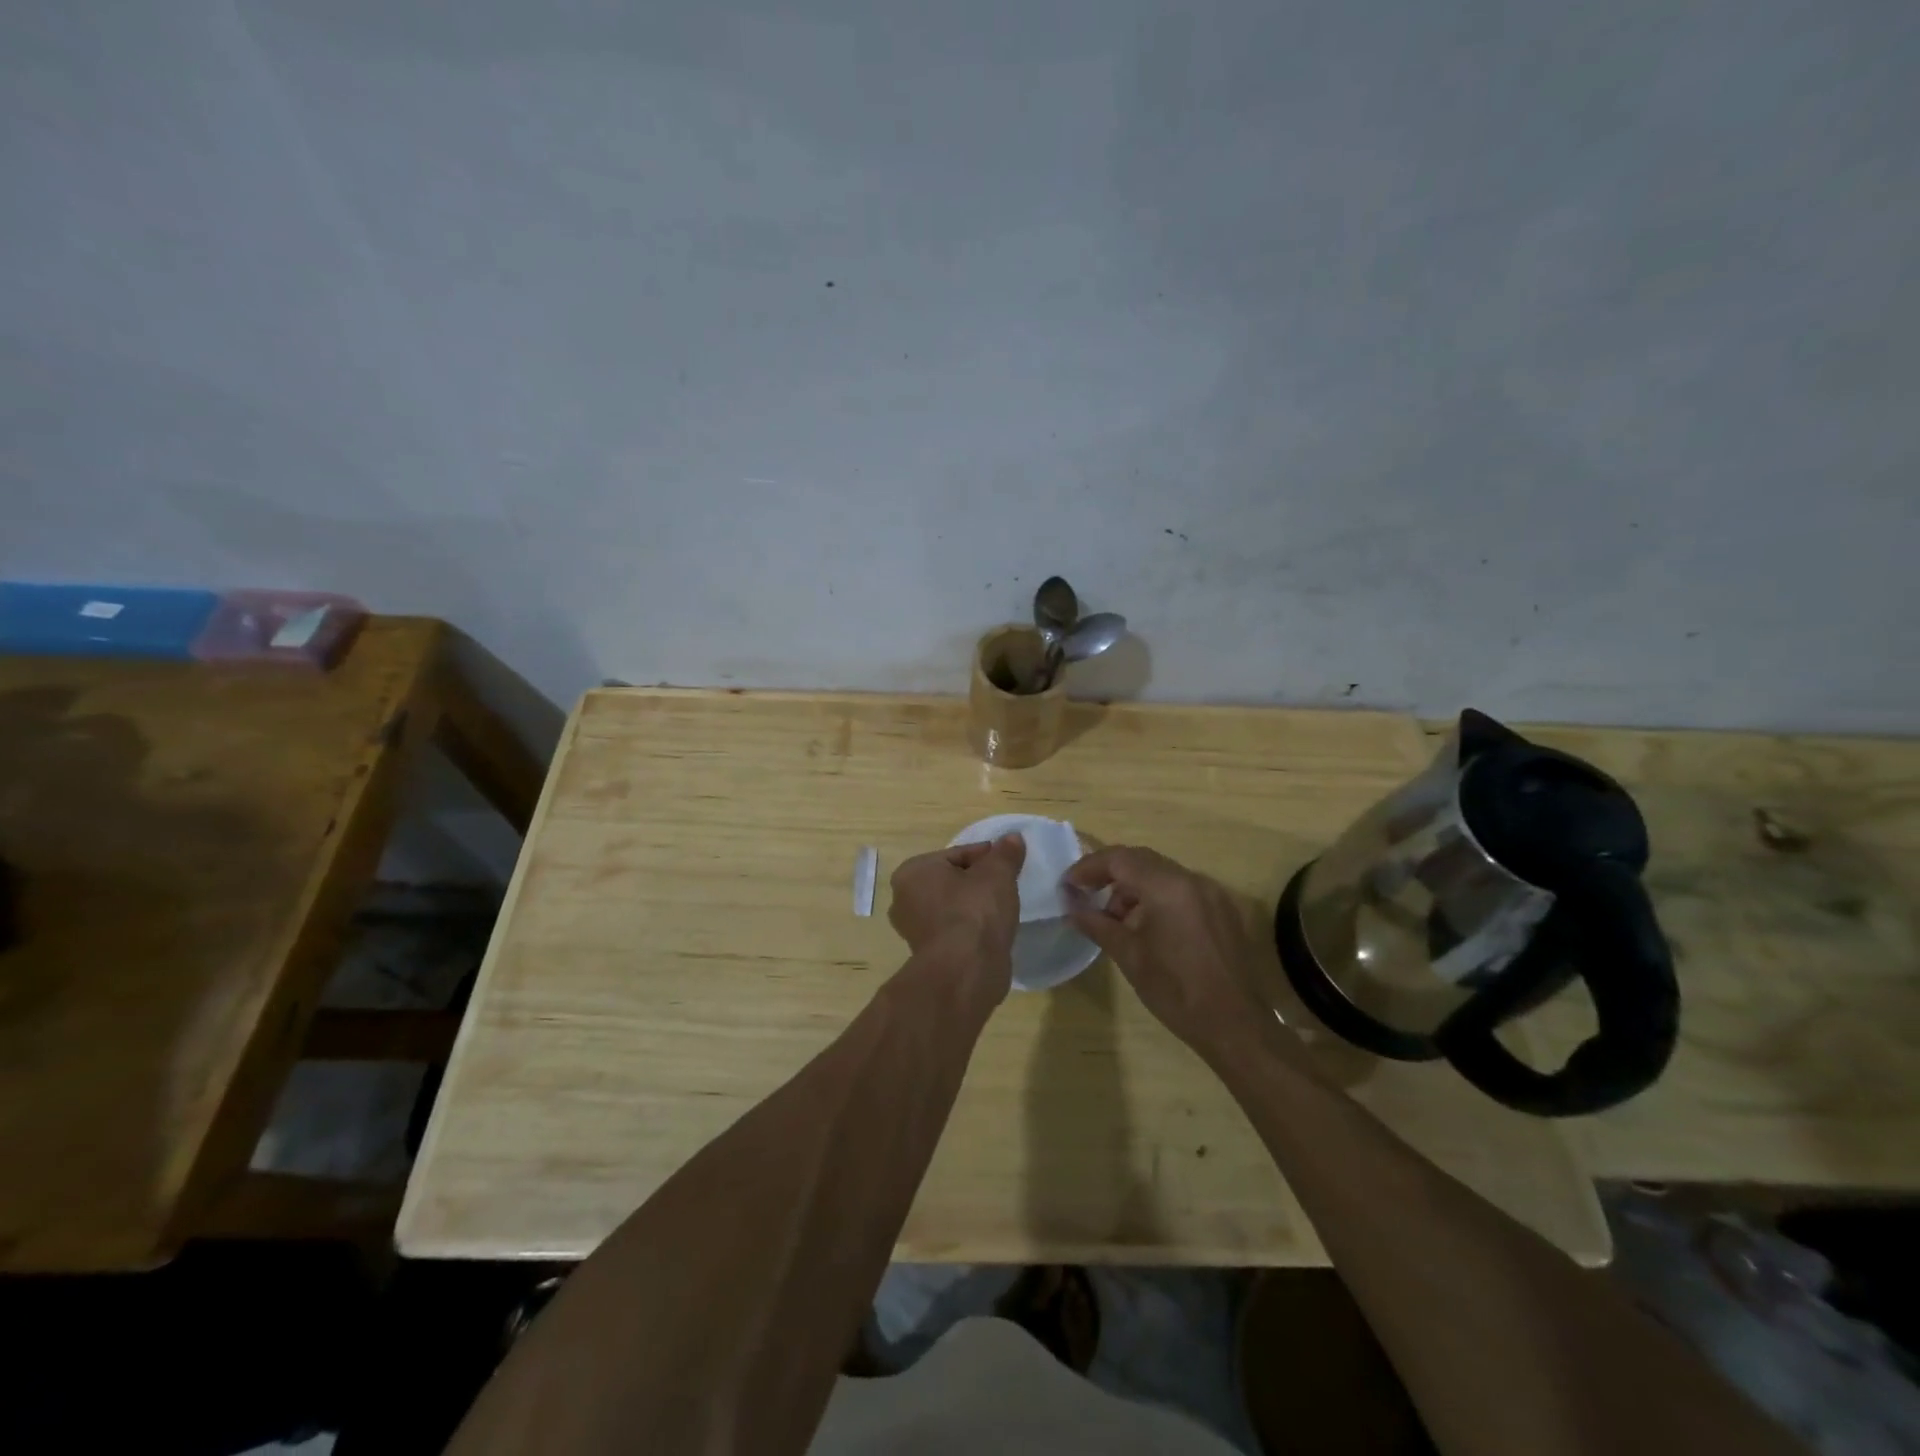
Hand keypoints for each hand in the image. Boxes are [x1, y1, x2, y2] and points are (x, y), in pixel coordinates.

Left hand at [888, 834, 1025, 979]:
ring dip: (973, 906)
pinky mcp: (927, 955)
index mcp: (913, 872)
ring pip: (951, 907)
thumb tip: (1013, 838)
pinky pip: (953, 930)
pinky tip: (990, 931)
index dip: (985, 856)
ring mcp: (913, 930)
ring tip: (1001, 908)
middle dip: (976, 881)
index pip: (956, 854)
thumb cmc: (975, 911)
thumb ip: (1005, 853)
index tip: (1007, 862)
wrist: (966, 970)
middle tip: (1005, 885)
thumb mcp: (997, 874)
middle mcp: (903, 899)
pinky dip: (970, 928)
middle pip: (951, 880)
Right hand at [1063, 846, 1270, 1054]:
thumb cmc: (1176, 991)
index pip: (1120, 859)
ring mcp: (1212, 893)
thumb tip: (1070, 907)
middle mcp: (1192, 880)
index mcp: (1168, 887)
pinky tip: (1146, 926)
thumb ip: (1096, 924)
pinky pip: (1181, 889)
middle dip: (1110, 874)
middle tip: (1085, 894)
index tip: (1068, 885)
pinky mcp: (1222, 909)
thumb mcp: (1129, 956)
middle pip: (1141, 860)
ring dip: (1133, 887)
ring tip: (1115, 919)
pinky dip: (1157, 896)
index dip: (1089, 867)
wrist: (1235, 1026)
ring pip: (1162, 873)